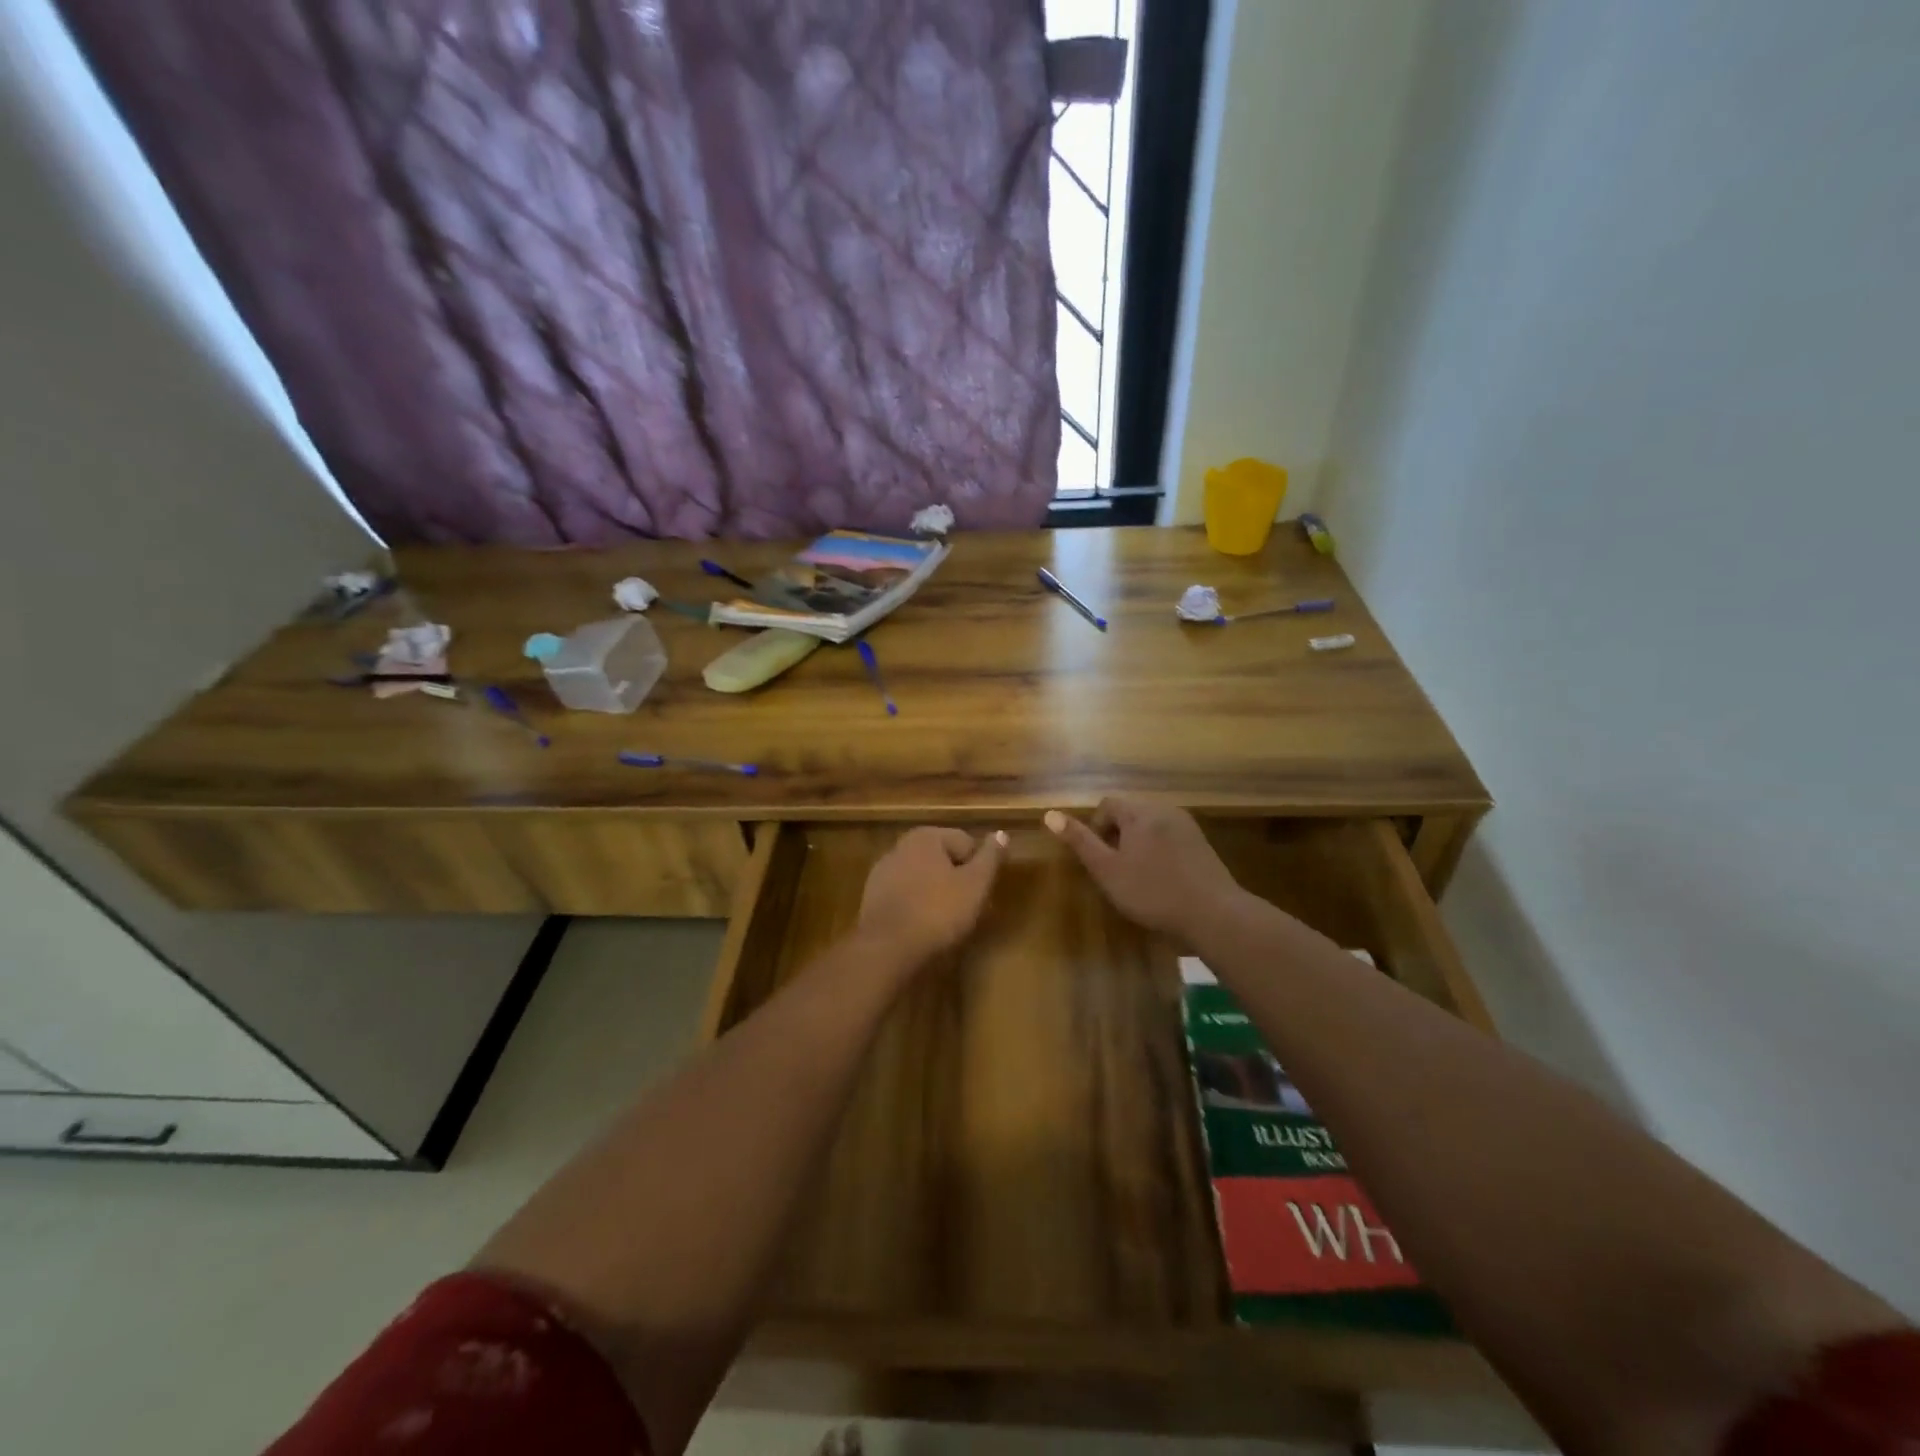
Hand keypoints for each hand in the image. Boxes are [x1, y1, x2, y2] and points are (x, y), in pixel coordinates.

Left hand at [857, 827, 1007, 965]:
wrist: (886, 948)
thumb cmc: (938, 911)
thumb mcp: (975, 884)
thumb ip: (990, 857)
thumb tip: (1001, 834)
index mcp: (926, 836)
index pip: (966, 843)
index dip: (979, 869)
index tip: (982, 894)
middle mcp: (901, 846)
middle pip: (943, 860)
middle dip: (958, 881)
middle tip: (969, 910)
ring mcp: (883, 871)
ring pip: (923, 878)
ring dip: (937, 894)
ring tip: (947, 923)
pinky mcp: (872, 897)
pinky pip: (906, 895)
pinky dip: (918, 906)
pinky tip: (923, 928)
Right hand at [1046, 797, 1240, 938]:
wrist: (1213, 913)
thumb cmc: (1152, 892)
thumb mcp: (1107, 870)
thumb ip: (1080, 841)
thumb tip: (1050, 814)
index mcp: (1139, 812)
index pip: (1108, 804)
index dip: (1096, 828)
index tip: (1100, 859)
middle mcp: (1164, 810)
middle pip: (1131, 813)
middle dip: (1118, 836)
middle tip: (1116, 870)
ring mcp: (1187, 825)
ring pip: (1151, 826)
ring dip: (1139, 844)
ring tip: (1138, 876)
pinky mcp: (1202, 843)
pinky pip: (1170, 837)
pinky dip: (1159, 851)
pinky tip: (1163, 879)